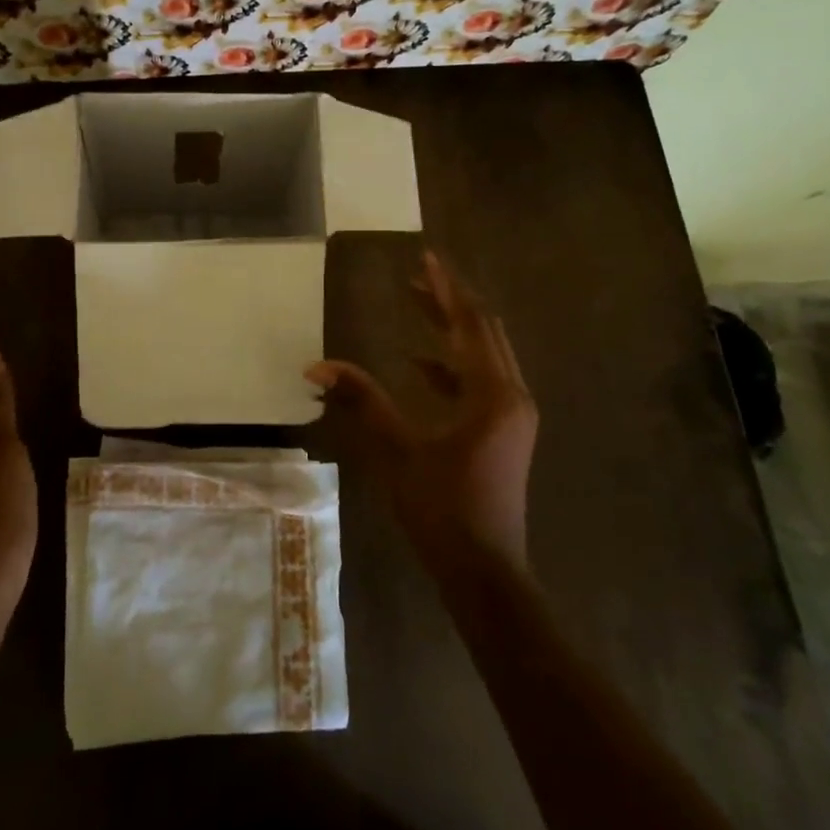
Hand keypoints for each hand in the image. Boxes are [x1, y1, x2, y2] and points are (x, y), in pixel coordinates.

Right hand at [306, 251, 537, 579]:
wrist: (484, 572)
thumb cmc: (443, 509)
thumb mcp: (398, 450)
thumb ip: (362, 400)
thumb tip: (317, 366)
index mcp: (493, 394)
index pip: (470, 324)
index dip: (446, 289)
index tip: (425, 257)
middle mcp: (512, 396)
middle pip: (483, 332)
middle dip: (450, 302)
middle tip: (416, 276)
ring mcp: (512, 416)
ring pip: (484, 356)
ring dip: (451, 331)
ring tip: (416, 306)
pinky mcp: (505, 433)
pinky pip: (481, 382)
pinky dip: (452, 366)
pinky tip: (419, 364)